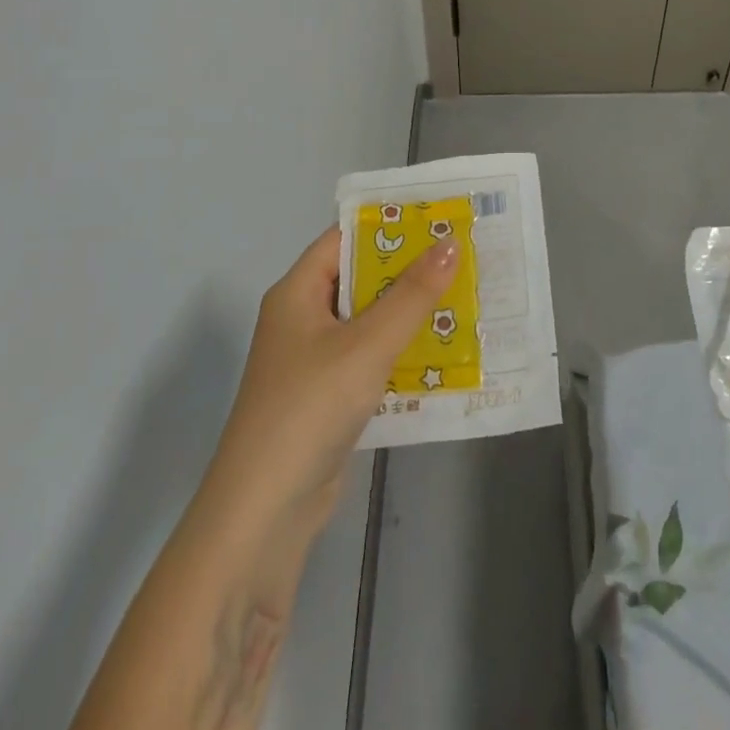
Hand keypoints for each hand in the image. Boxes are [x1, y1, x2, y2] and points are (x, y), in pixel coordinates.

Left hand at [203, 227, 458, 543]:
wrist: (264, 512)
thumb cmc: (310, 408)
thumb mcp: (368, 344)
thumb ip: (412, 294)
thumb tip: (450, 242)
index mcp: (297, 292)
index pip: (344, 239)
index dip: (389, 226)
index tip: (438, 217)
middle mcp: (302, 319)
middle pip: (360, 279)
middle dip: (409, 270)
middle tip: (463, 256)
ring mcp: (314, 361)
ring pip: (369, 321)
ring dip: (411, 313)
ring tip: (465, 296)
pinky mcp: (328, 397)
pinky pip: (371, 359)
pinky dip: (402, 351)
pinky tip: (444, 351)